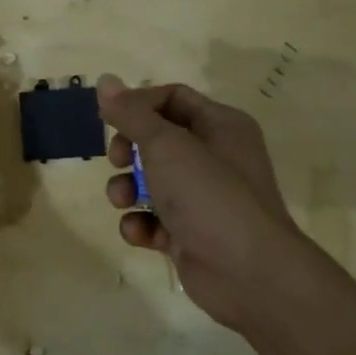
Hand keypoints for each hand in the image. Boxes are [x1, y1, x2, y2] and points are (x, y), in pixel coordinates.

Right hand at [96, 76, 305, 329]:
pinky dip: (141, 224)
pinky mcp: (190, 234)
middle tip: (116, 159)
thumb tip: (105, 80)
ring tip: (122, 200)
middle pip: (157, 139)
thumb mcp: (166, 146)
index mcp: (220, 126)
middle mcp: (214, 157)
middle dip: (128, 149)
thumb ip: (131, 114)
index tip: (110, 120)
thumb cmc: (210, 196)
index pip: (172, 98)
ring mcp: (203, 198)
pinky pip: (154, 219)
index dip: (138, 104)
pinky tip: (140, 233)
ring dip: (126, 188)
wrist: (250, 274)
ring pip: (151, 181)